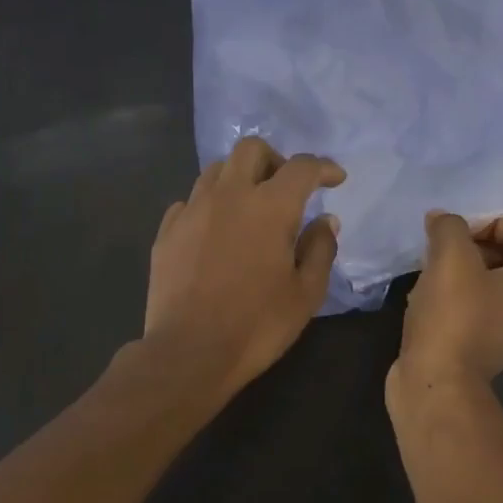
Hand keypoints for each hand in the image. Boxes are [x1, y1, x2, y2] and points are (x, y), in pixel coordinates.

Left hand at [143, 135, 344, 401]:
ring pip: (216, 170)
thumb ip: (320, 249)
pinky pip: (190, 201)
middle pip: (251, 149)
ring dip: (240, 178)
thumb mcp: (306, 293)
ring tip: (250, 207)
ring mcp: (192, 210)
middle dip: (276, 160)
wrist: (189, 352)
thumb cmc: (257, 325)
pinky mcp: (167, 231)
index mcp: (270, 207)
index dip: (323, 167)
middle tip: (287, 189)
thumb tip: (325, 220)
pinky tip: (216, 231)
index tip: (335, 180)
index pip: (301, 167)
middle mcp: (228, 195)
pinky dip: (210, 205)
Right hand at [390, 212, 502, 399]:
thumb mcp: (450, 257)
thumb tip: (442, 220)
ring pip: (488, 282)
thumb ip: (449, 227)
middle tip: (439, 250)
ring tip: (429, 274)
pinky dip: (454, 297)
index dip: (489, 221)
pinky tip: (426, 300)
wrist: (435, 385)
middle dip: (471, 245)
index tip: (456, 234)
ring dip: (459, 271)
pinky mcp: (486, 348)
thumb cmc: (453, 316)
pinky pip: (475, 308)